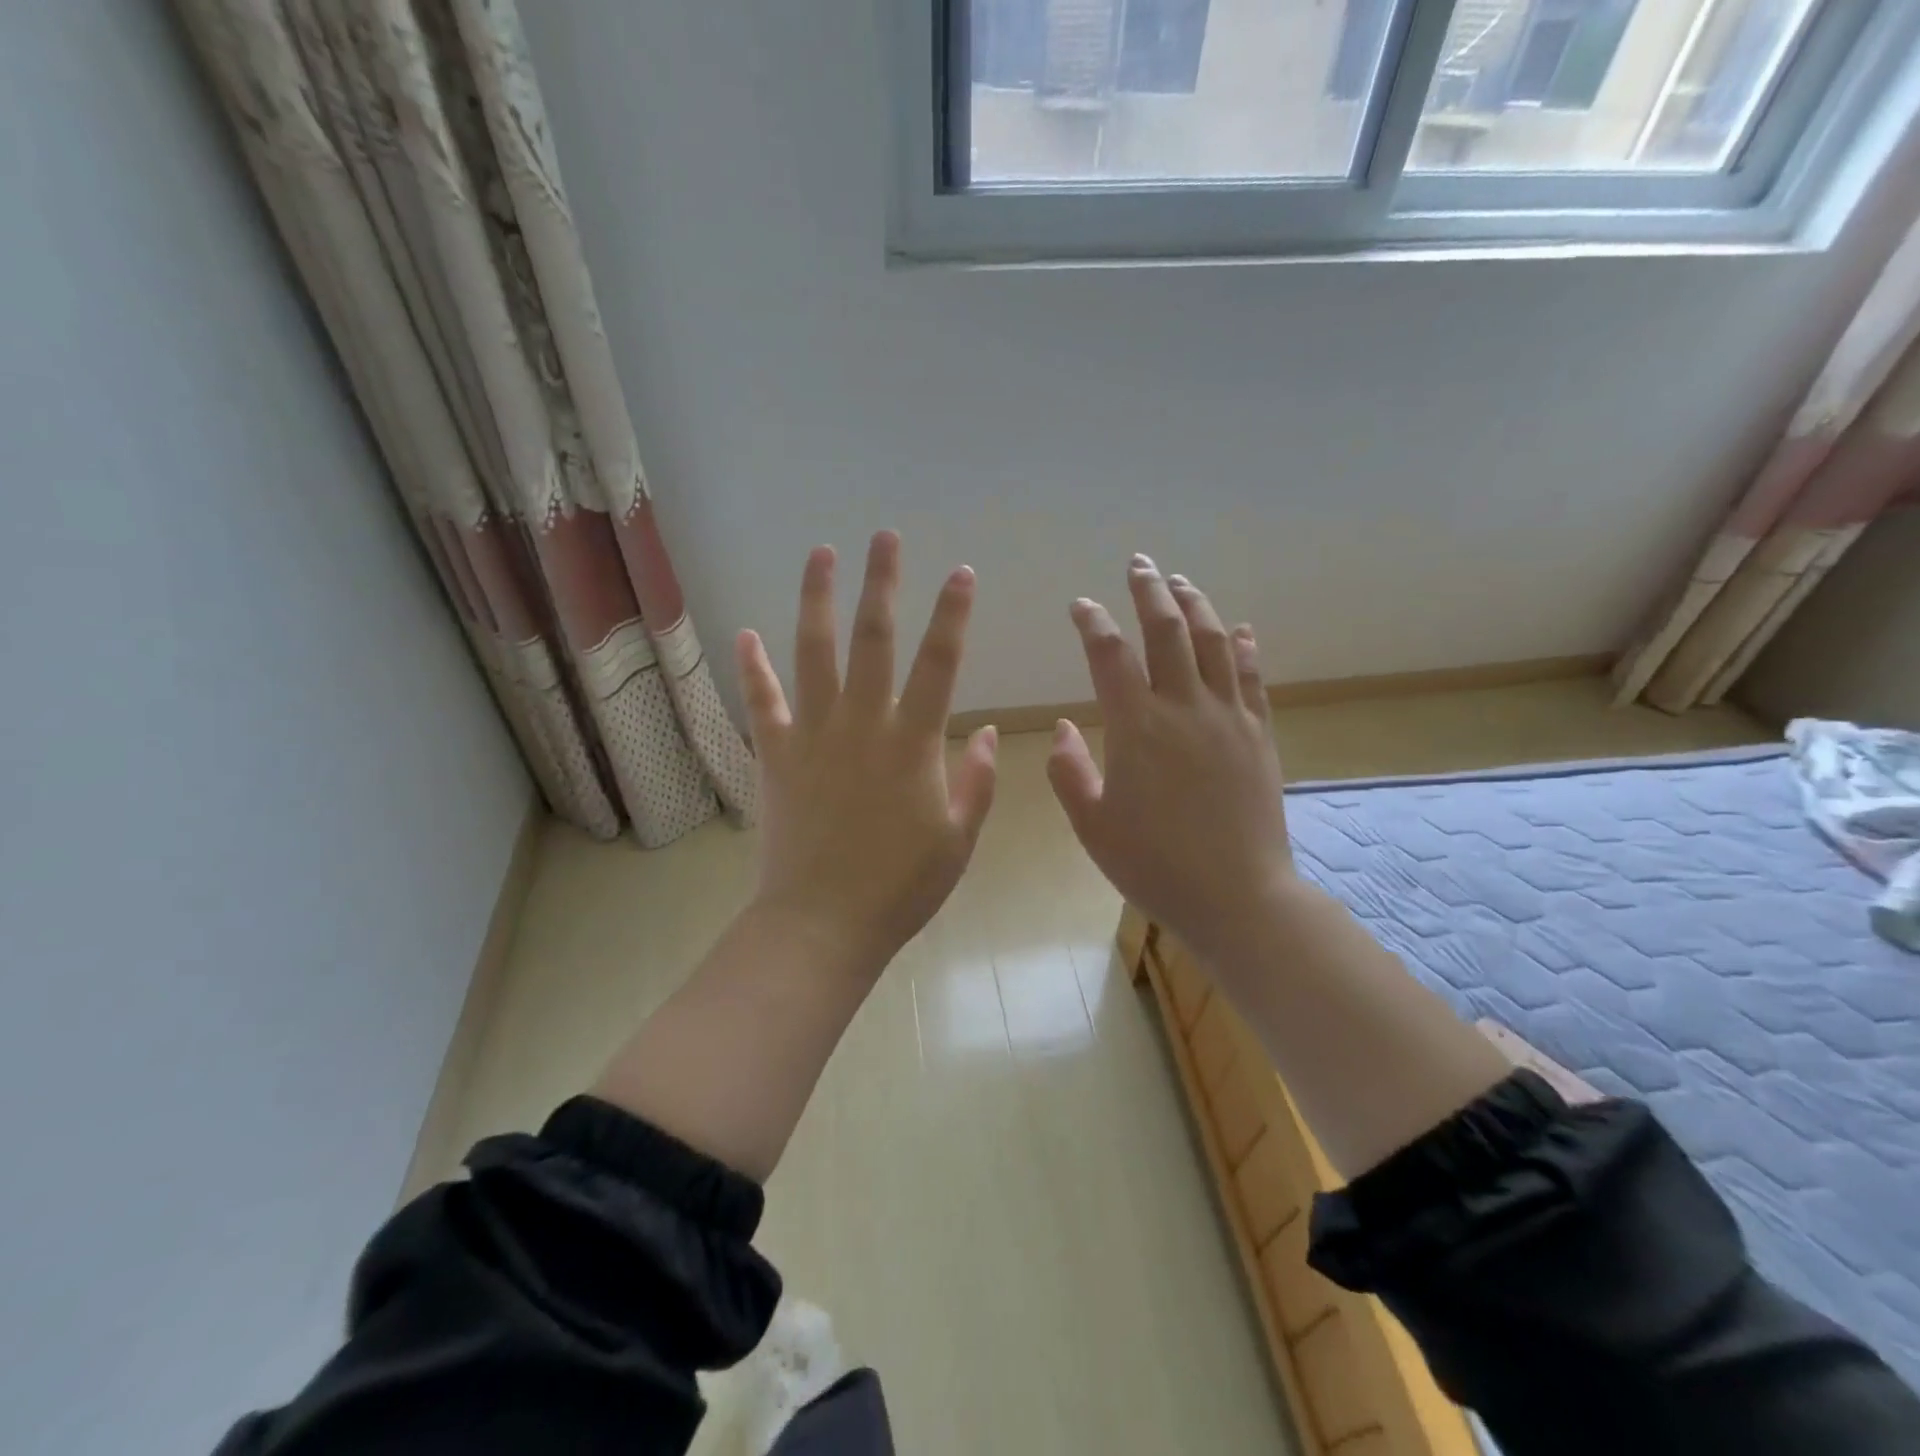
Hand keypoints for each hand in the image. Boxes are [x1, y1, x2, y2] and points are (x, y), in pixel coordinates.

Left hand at [735, 530, 997, 977]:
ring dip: (817, 599)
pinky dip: (754, 666)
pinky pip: (762, 701)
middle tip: (883, 537)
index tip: (960, 573)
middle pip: (872, 640)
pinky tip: (748, 633)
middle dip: (881, 583)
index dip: (952, 615)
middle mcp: (861, 724)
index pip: (939, 663)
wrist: (822, 924)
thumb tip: (990, 733)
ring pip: (812, 653)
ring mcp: (812, 735)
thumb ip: (978, 781)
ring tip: (821, 554)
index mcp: (912, 743)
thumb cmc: (900, 887)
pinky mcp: (776, 756)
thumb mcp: (959, 839)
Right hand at [1048, 554, 1292, 967]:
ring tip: (1181, 581)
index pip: (1109, 655)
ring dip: (1196, 605)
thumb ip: (1069, 771)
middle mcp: (1185, 708)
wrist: (1238, 896)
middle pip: (1167, 631)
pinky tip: (1241, 629)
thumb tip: (1063, 727)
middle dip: (1150, 590)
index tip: (1080, 605)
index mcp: (1137, 728)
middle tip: (1139, 563)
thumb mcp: (1092, 825)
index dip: (1092, 622)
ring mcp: (1229, 718)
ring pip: (1214, 642)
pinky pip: (1252, 678)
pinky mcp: (1259, 735)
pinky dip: (1244, 647)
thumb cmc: (1154, 865)